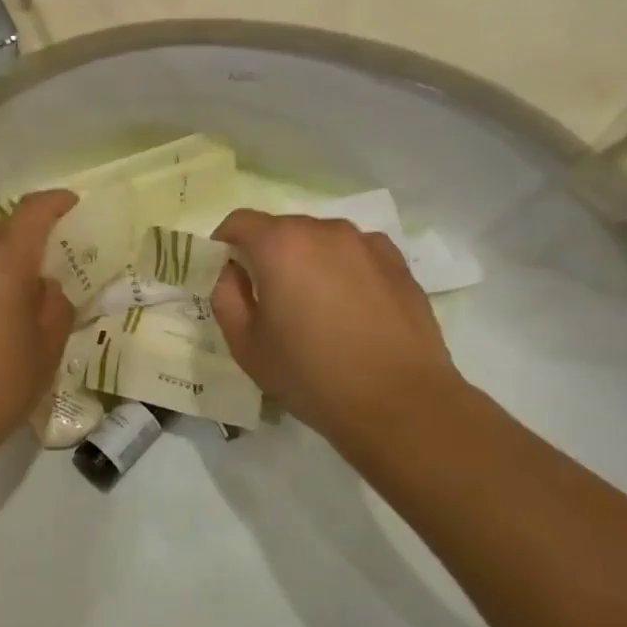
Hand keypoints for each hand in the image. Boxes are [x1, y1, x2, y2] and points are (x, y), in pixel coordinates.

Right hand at [210, 209, 463, 449]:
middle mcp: (324, 230)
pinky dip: (343, 270)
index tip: (226, 272)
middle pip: (282, 229)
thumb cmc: (311, 374)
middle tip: (268, 298)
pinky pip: (356, 255)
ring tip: (314, 307)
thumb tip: (234, 273)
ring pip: (321, 241)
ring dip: (307, 261)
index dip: (225, 243)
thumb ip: (227, 297)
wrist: (400, 403)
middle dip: (267, 255)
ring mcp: (366, 244)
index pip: (239, 222)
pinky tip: (350, 309)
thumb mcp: (246, 345)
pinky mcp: (398, 263)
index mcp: (280, 245)